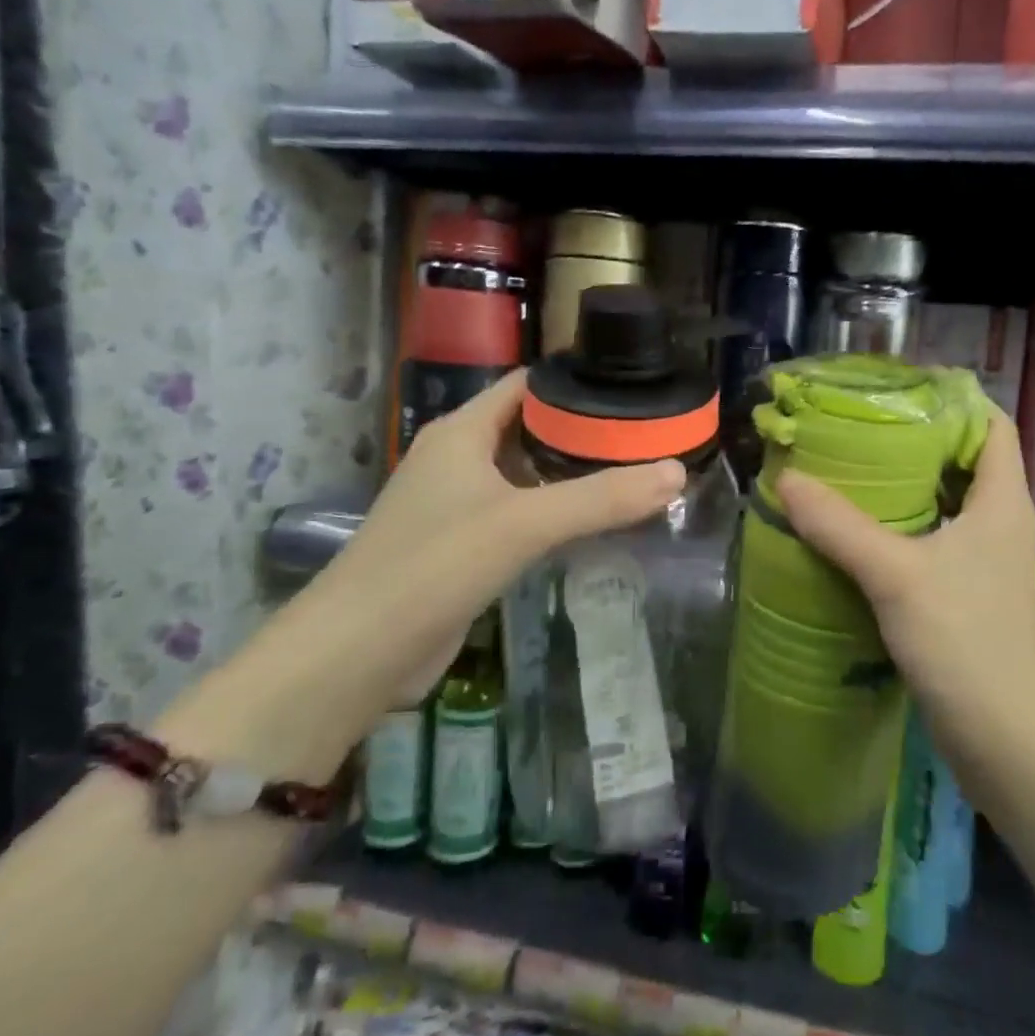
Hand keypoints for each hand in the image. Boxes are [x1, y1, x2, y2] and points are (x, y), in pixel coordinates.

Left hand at [289, 371, 683, 717]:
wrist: (358, 653)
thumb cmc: (434, 565)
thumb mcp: (525, 523)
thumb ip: (602, 498)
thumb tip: (676, 473)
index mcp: (462, 432)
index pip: (526, 385)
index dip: (575, 382)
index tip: (632, 389)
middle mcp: (458, 459)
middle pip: (530, 428)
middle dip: (584, 432)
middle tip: (646, 437)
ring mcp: (458, 504)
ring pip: (526, 475)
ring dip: (571, 474)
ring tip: (633, 473)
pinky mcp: (463, 547)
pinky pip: (519, 514)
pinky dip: (555, 512)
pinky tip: (592, 523)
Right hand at [773, 405, 1034, 758]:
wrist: (1002, 733)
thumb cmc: (963, 640)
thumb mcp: (896, 575)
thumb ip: (841, 526)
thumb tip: (787, 481)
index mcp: (1002, 501)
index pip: (993, 425)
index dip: (955, 399)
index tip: (899, 391)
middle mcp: (1001, 522)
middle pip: (965, 459)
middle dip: (917, 439)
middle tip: (860, 427)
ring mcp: (986, 559)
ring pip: (947, 501)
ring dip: (907, 484)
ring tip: (852, 469)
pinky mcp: (967, 591)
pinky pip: (935, 537)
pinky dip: (903, 524)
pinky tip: (860, 530)